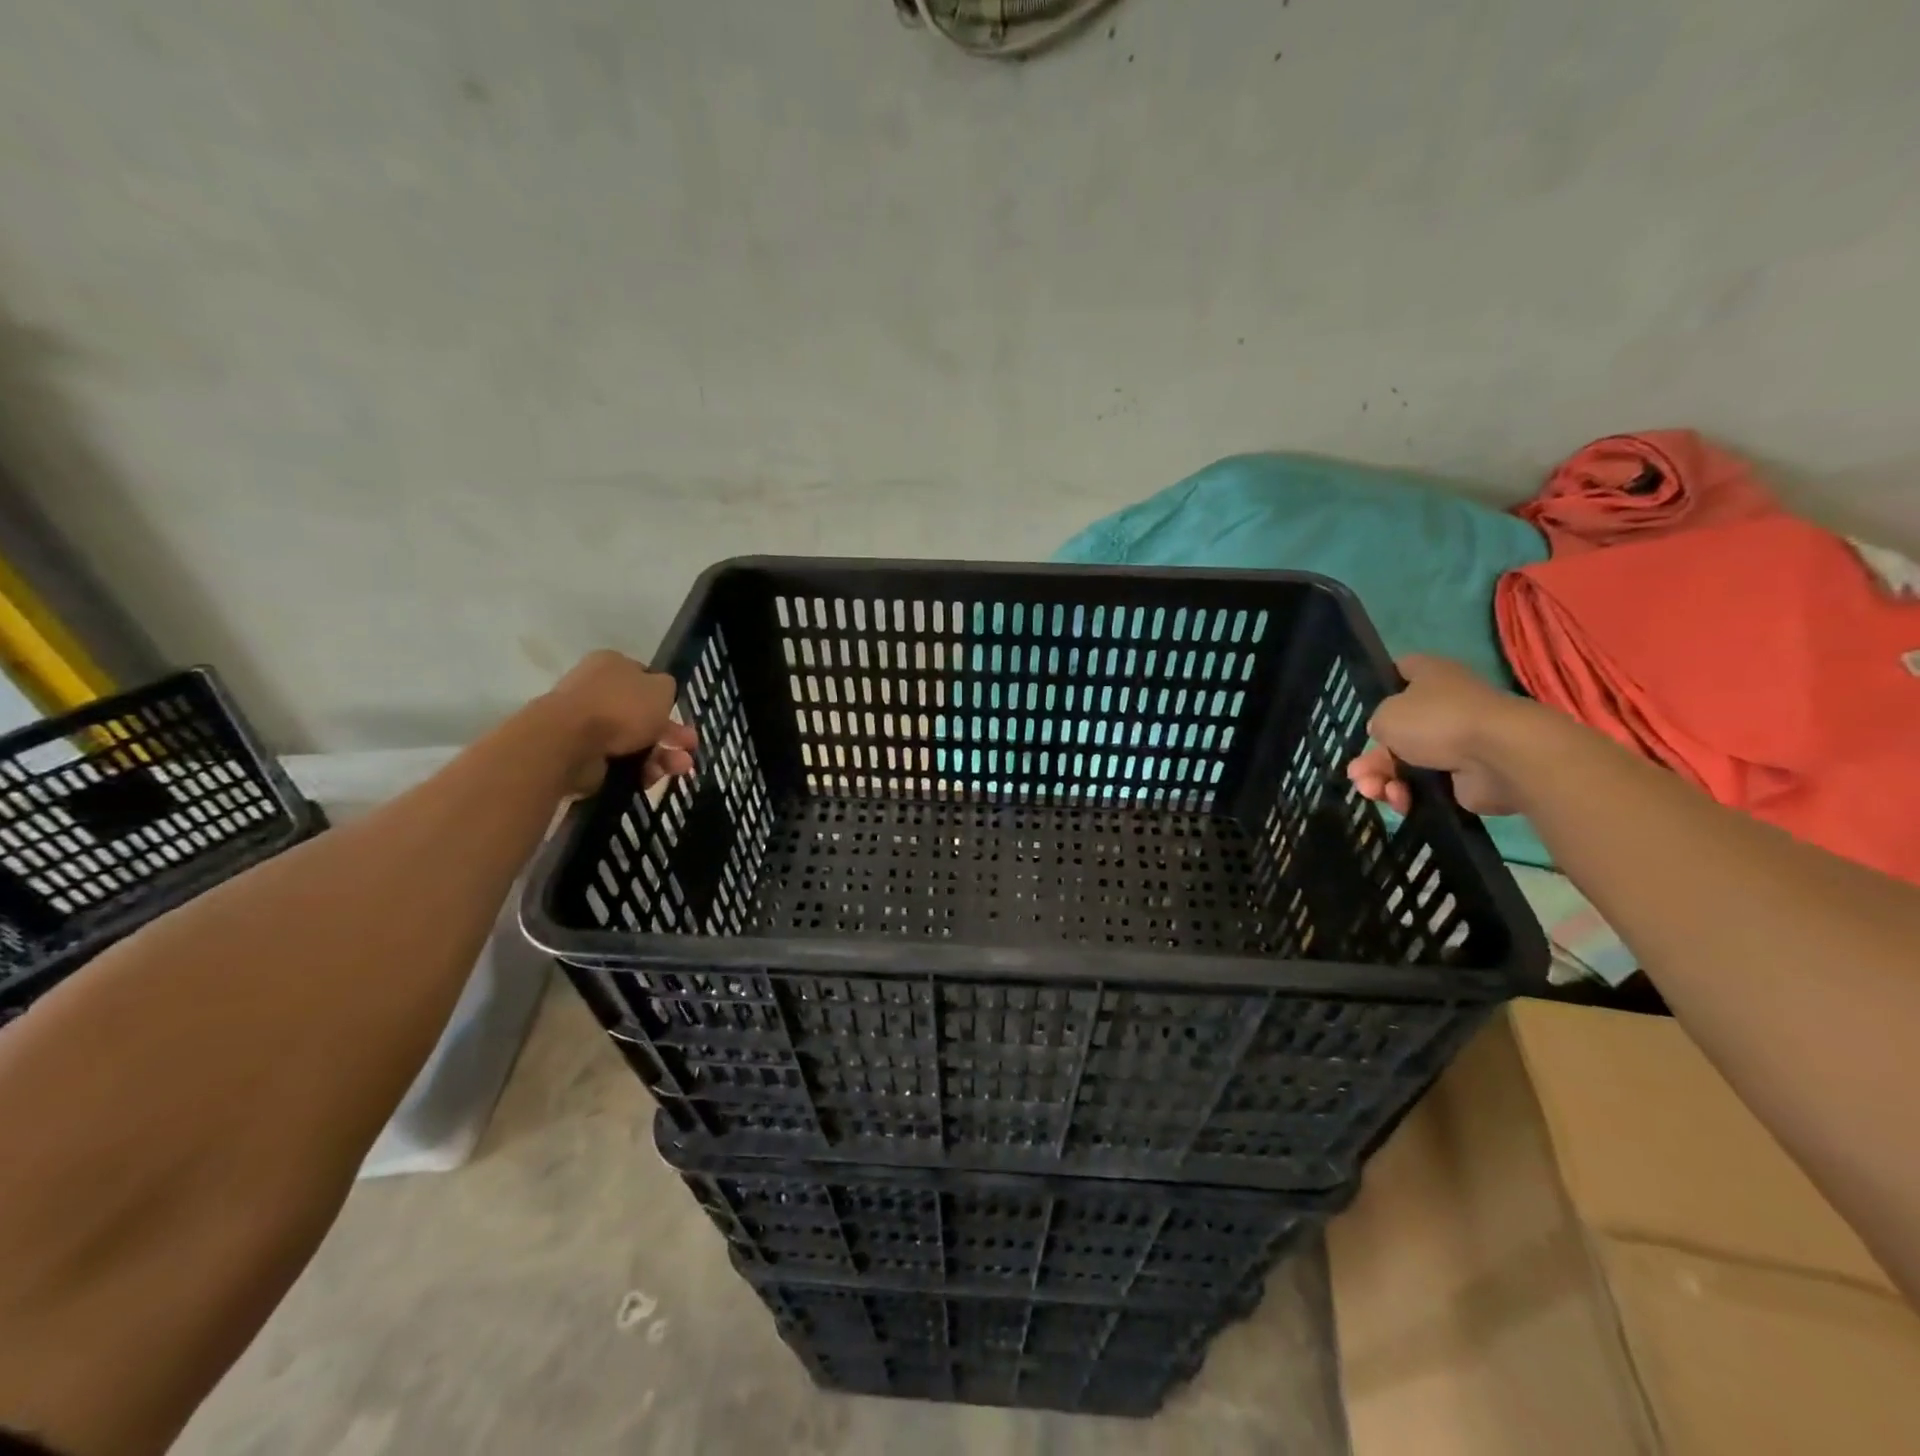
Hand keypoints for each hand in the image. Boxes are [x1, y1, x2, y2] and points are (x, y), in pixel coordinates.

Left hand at [542, 650, 697, 795]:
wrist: (569, 741)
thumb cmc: (620, 707)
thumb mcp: (661, 689)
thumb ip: (668, 688)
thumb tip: (662, 694)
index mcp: (613, 666)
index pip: (645, 679)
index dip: (667, 700)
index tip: (683, 718)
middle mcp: (597, 691)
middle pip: (642, 715)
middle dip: (671, 734)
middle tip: (689, 748)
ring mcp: (587, 724)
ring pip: (634, 741)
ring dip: (661, 755)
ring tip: (679, 769)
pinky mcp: (581, 753)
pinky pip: (618, 762)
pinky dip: (638, 770)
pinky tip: (651, 778)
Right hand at [1347, 655, 1540, 817]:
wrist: (1499, 756)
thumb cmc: (1437, 720)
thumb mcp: (1385, 714)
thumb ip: (1377, 723)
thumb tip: (1385, 734)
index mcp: (1430, 677)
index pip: (1400, 671)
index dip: (1380, 686)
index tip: (1363, 708)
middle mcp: (1444, 706)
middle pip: (1396, 731)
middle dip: (1372, 757)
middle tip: (1358, 775)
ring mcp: (1456, 741)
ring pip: (1406, 762)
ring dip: (1384, 779)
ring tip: (1374, 792)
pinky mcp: (1464, 775)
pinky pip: (1425, 785)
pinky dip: (1409, 794)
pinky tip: (1400, 801)